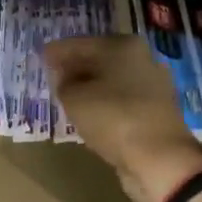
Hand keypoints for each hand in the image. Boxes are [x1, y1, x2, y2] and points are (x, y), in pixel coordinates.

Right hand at [44, 36, 201, 201]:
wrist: (160, 159)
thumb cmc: (113, 118)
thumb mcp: (74, 98)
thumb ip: (63, 82)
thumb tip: (64, 77)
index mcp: (123, 46)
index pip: (81, 43)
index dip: (58, 50)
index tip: (41, 55)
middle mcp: (142, 59)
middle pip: (100, 58)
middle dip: (76, 66)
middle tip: (53, 74)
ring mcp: (153, 85)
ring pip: (112, 80)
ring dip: (91, 86)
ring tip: (68, 94)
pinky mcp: (157, 110)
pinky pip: (122, 100)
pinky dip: (105, 102)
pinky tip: (91, 111)